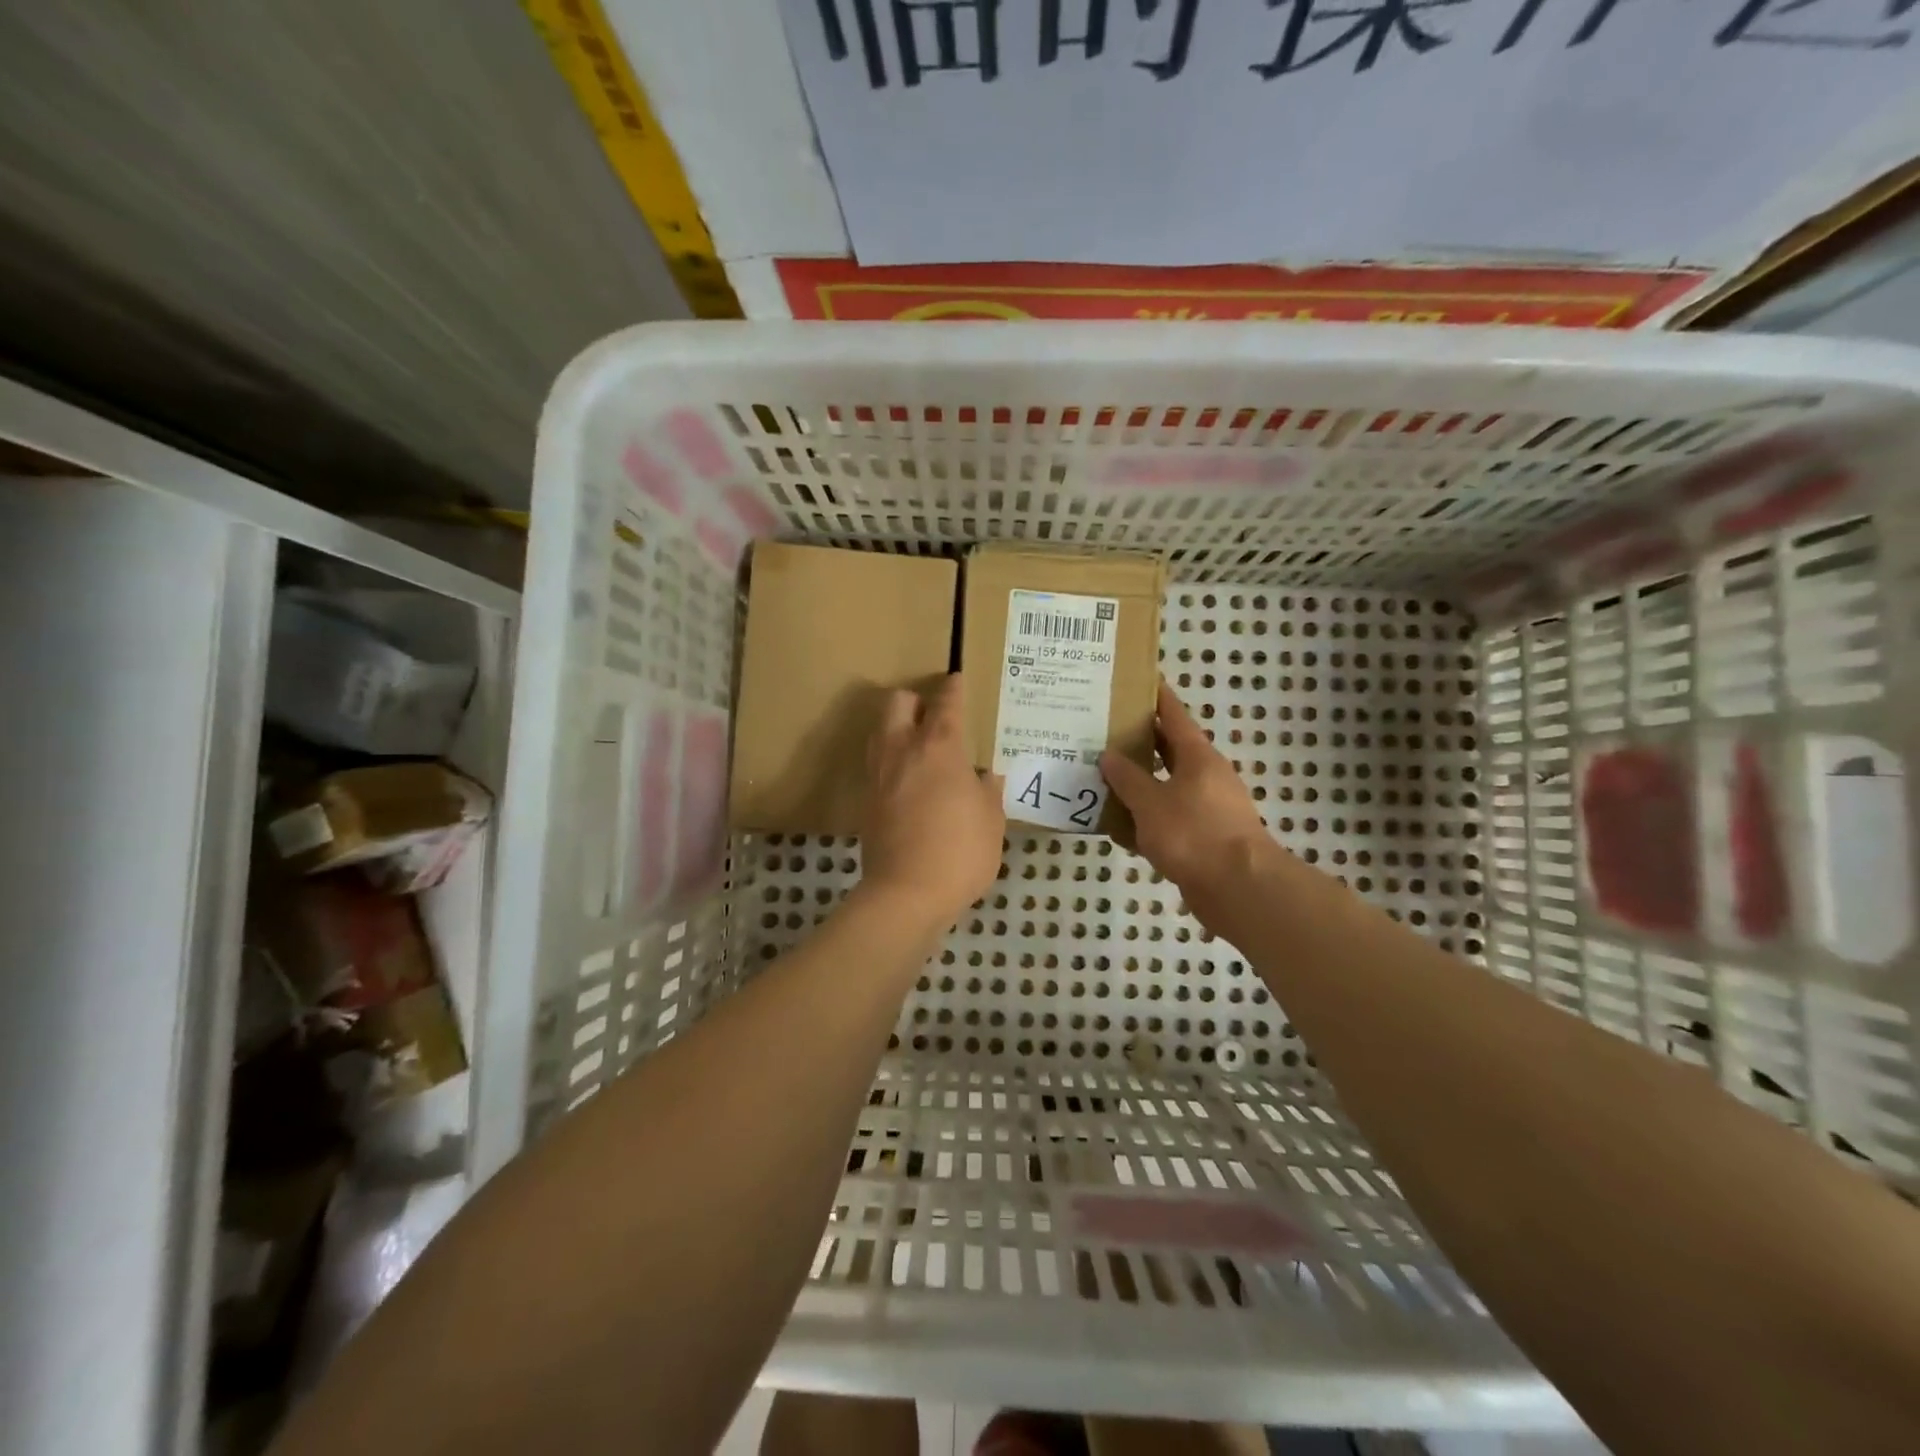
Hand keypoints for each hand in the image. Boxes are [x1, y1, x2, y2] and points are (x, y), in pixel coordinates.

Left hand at [860, 674, 1005, 928]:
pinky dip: (891, 760)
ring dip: (896, 727)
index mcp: (939, 748)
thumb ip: (989, 792)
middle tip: (934, 715)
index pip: (945, 704)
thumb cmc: (960, 852)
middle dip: (915, 700)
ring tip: (918, 744)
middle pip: (897, 703)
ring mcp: (879, 774)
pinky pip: (876, 763)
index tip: (957, 680)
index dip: (953, 689)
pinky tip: (908, 779)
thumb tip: (987, 776)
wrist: (906, 893)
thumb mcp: (991, 821)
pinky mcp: (866, 800)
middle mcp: (902, 751)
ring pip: (880, 730)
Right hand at [1100, 680, 1275, 905]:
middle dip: (1138, 740)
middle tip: (1102, 729)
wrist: (1238, 888)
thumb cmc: (1194, 834)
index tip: (1135, 678)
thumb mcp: (1151, 803)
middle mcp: (1205, 775)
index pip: (1173, 714)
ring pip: (1165, 785)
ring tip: (1101, 776)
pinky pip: (1167, 818)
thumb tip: (1109, 756)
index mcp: (1197, 756)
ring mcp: (1206, 807)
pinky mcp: (1203, 837)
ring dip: (1138, 782)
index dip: (1155, 695)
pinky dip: (1144, 818)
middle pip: (1168, 749)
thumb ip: (1128, 779)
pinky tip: (1117, 826)